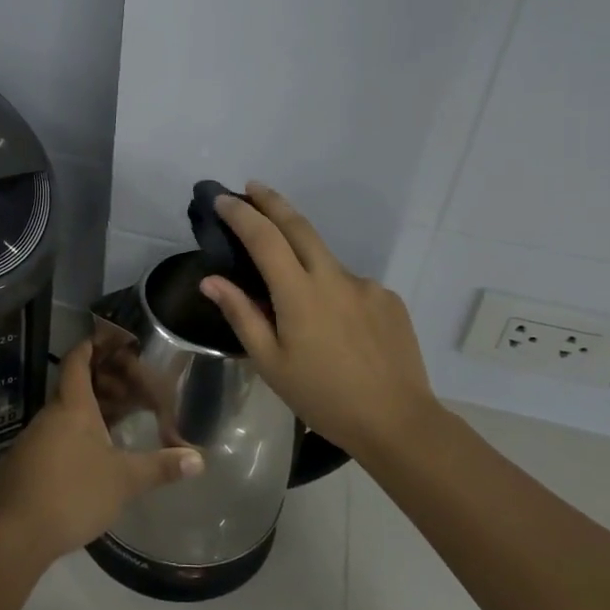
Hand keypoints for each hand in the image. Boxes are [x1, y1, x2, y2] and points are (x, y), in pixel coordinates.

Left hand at [0, 339, 202, 563]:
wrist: (16, 534)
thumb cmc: (74, 494)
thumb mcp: (124, 481)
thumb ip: (160, 467)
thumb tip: (200, 459)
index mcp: (72, 408)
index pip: (77, 362)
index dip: (91, 346)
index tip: (108, 340)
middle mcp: (48, 416)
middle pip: (73, 390)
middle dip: (100, 387)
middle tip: (128, 393)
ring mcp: (30, 441)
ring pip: (62, 417)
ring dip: (86, 416)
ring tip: (113, 428)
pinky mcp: (20, 466)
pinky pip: (50, 440)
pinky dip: (70, 439)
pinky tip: (85, 461)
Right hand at [199, 183, 435, 458]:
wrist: (398, 422)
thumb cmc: (323, 398)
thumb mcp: (271, 363)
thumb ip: (241, 315)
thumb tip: (211, 280)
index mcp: (300, 295)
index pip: (265, 239)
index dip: (241, 215)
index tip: (223, 199)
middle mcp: (334, 278)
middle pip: (299, 226)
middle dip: (273, 201)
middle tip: (252, 187)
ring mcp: (366, 286)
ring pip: (325, 261)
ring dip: (304, 262)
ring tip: (298, 306)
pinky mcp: (389, 299)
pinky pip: (350, 286)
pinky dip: (333, 293)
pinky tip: (336, 329)